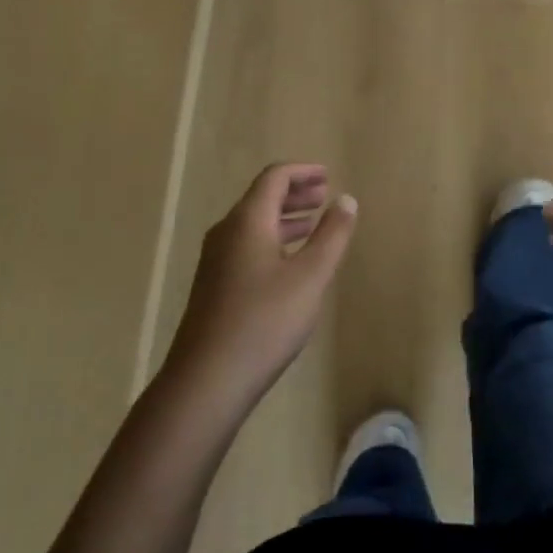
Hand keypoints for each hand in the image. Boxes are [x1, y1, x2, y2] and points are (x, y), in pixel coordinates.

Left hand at [165, 164, 357, 408]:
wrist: (206, 381)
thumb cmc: (264, 321)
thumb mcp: (310, 276)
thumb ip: (331, 235)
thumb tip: (346, 200)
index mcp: (247, 221)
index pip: (274, 178)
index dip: (302, 172)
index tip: (327, 175)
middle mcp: (226, 233)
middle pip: (261, 198)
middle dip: (295, 193)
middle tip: (324, 197)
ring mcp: (215, 261)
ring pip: (253, 225)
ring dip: (284, 218)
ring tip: (313, 224)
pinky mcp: (213, 287)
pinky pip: (246, 246)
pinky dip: (272, 240)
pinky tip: (289, 263)